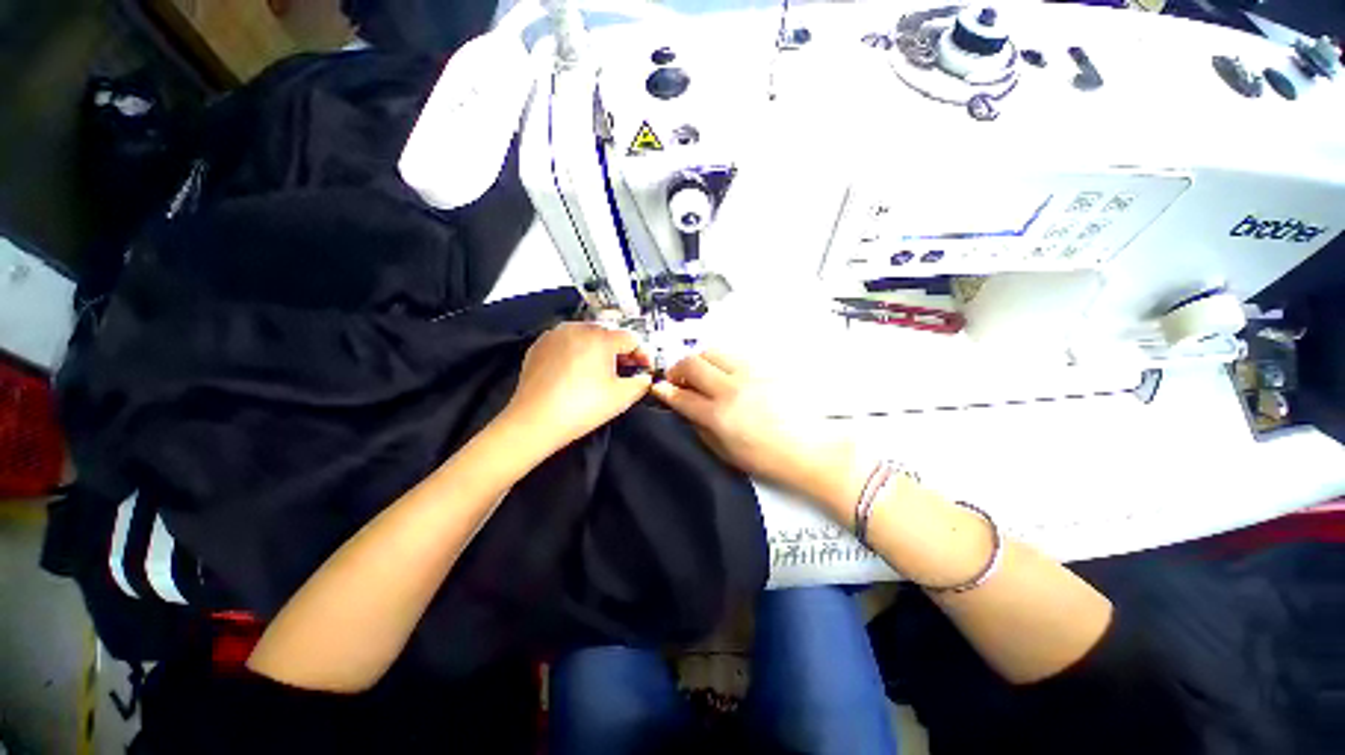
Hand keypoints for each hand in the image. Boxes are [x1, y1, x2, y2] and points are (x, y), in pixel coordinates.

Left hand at [501, 322, 652, 453]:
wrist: (534, 421)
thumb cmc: (580, 407)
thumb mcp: (622, 397)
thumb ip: (641, 383)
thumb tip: (644, 378)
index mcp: (600, 337)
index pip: (631, 338)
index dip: (641, 354)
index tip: (643, 369)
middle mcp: (577, 328)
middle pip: (608, 335)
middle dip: (619, 352)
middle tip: (623, 372)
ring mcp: (555, 335)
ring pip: (585, 337)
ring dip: (597, 351)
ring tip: (598, 373)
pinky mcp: (539, 346)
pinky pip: (566, 343)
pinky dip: (575, 353)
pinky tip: (575, 373)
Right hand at [651, 351, 859, 509]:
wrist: (809, 448)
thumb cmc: (766, 458)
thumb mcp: (724, 452)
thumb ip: (699, 427)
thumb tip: (685, 408)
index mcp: (718, 416)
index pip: (680, 395)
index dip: (664, 390)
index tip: (659, 387)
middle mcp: (730, 389)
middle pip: (692, 363)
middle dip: (678, 369)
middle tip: (679, 379)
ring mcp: (750, 373)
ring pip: (712, 351)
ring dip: (700, 361)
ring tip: (703, 374)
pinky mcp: (766, 367)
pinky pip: (735, 355)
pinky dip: (723, 361)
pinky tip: (727, 374)